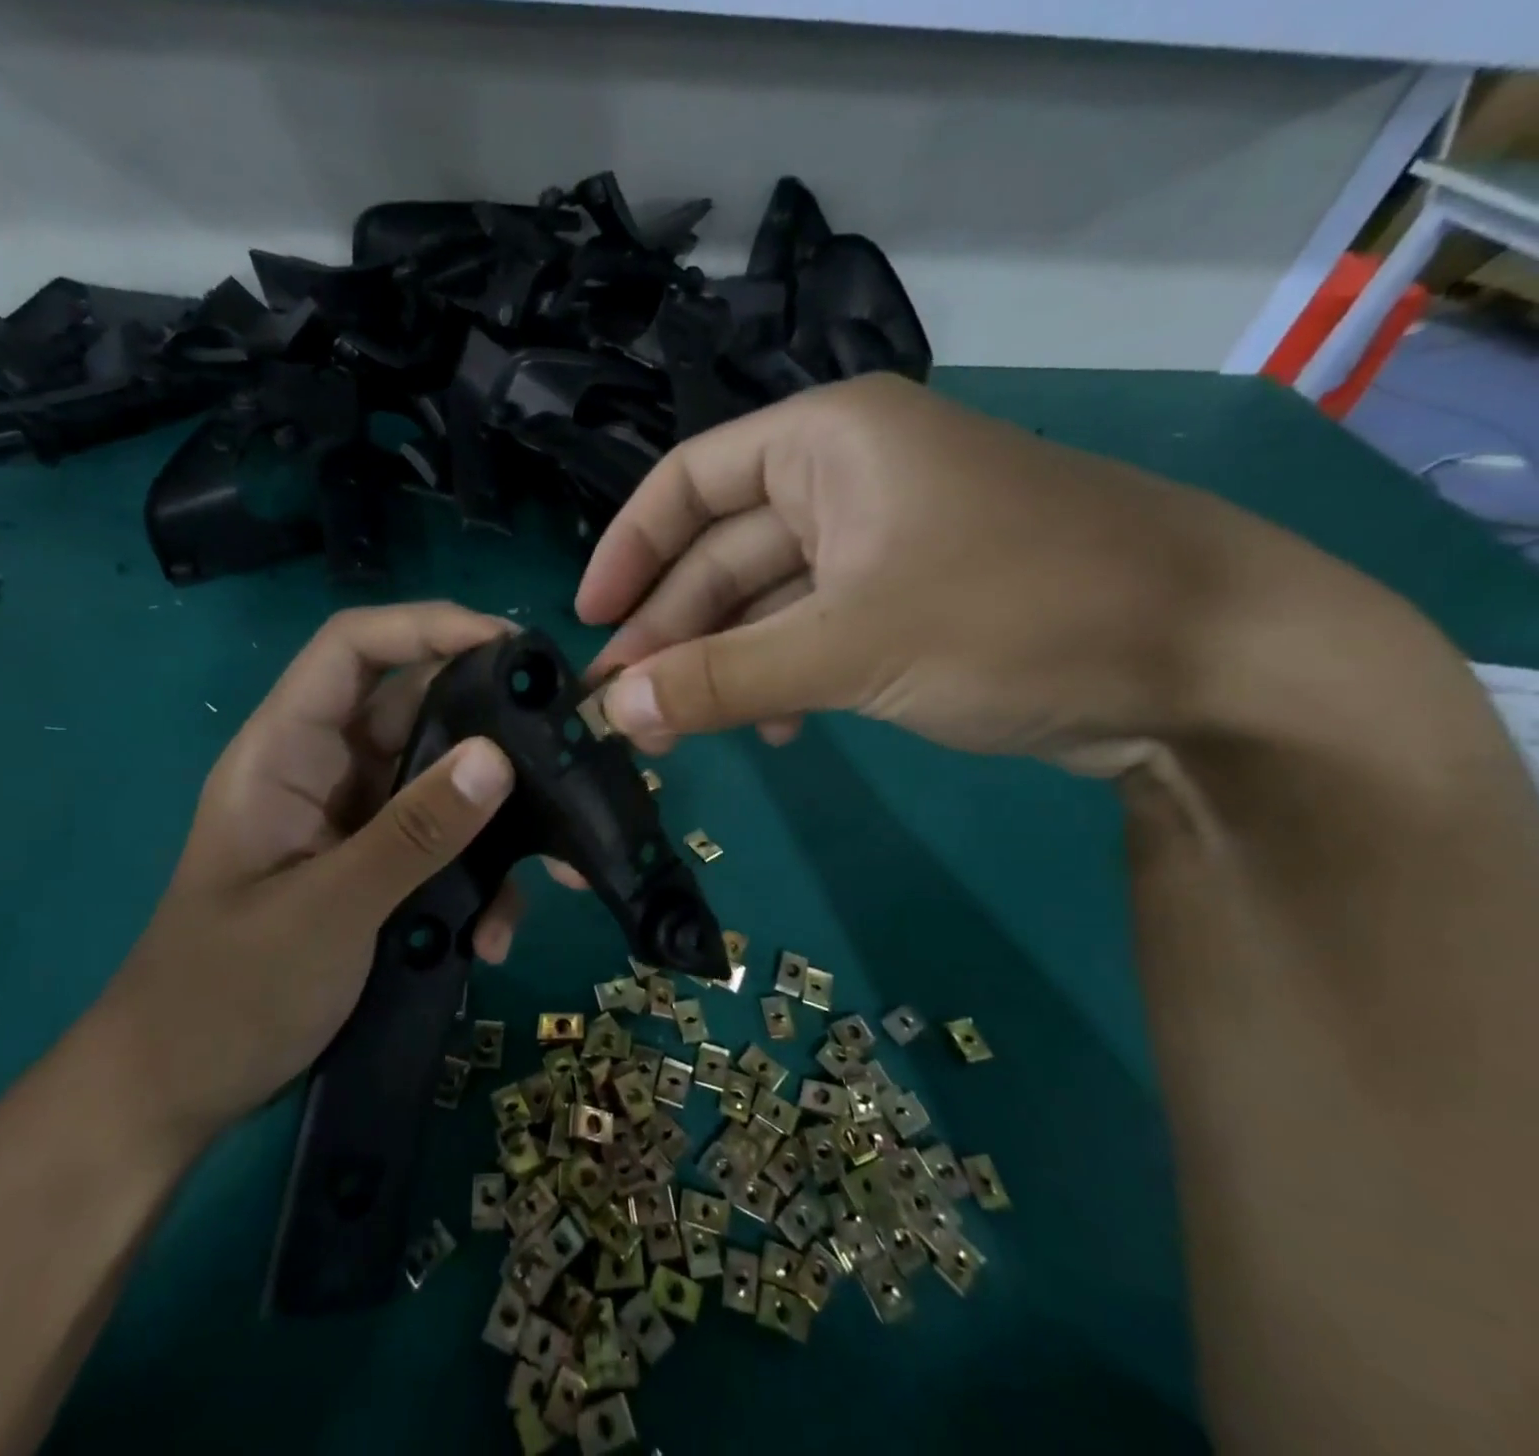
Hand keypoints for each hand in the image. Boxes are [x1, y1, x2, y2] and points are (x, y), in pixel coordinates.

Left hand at [95, 604, 518, 1142]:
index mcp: (286, 752)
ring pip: (443, 787)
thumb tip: (498, 758)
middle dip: (491, 734)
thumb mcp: (327, 911)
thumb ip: (414, 834)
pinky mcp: (380, 870)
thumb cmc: (225, 995)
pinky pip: (444, 847)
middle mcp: (327, 772)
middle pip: (418, 713)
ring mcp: (356, 824)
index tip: (510, 645)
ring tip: (554, 873)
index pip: (353, 648)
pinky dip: (478, 881)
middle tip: (566, 752)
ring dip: (496, 826)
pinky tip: (493, 936)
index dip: (427, 625)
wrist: (181, 1094)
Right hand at [576, 372, 1334, 774]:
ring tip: (676, 730)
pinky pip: (812, 635)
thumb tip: (615, 712)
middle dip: (670, 630)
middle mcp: (846, 479)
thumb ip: (723, 678)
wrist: (1208, 663)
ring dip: (720, 664)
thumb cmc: (1021, 614)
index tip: (586, 622)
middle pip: (722, 554)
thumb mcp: (852, 646)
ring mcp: (879, 545)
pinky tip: (769, 729)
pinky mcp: (907, 604)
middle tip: (622, 706)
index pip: (688, 483)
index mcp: (827, 443)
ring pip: (764, 603)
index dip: (627, 551)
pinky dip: (780, 679)